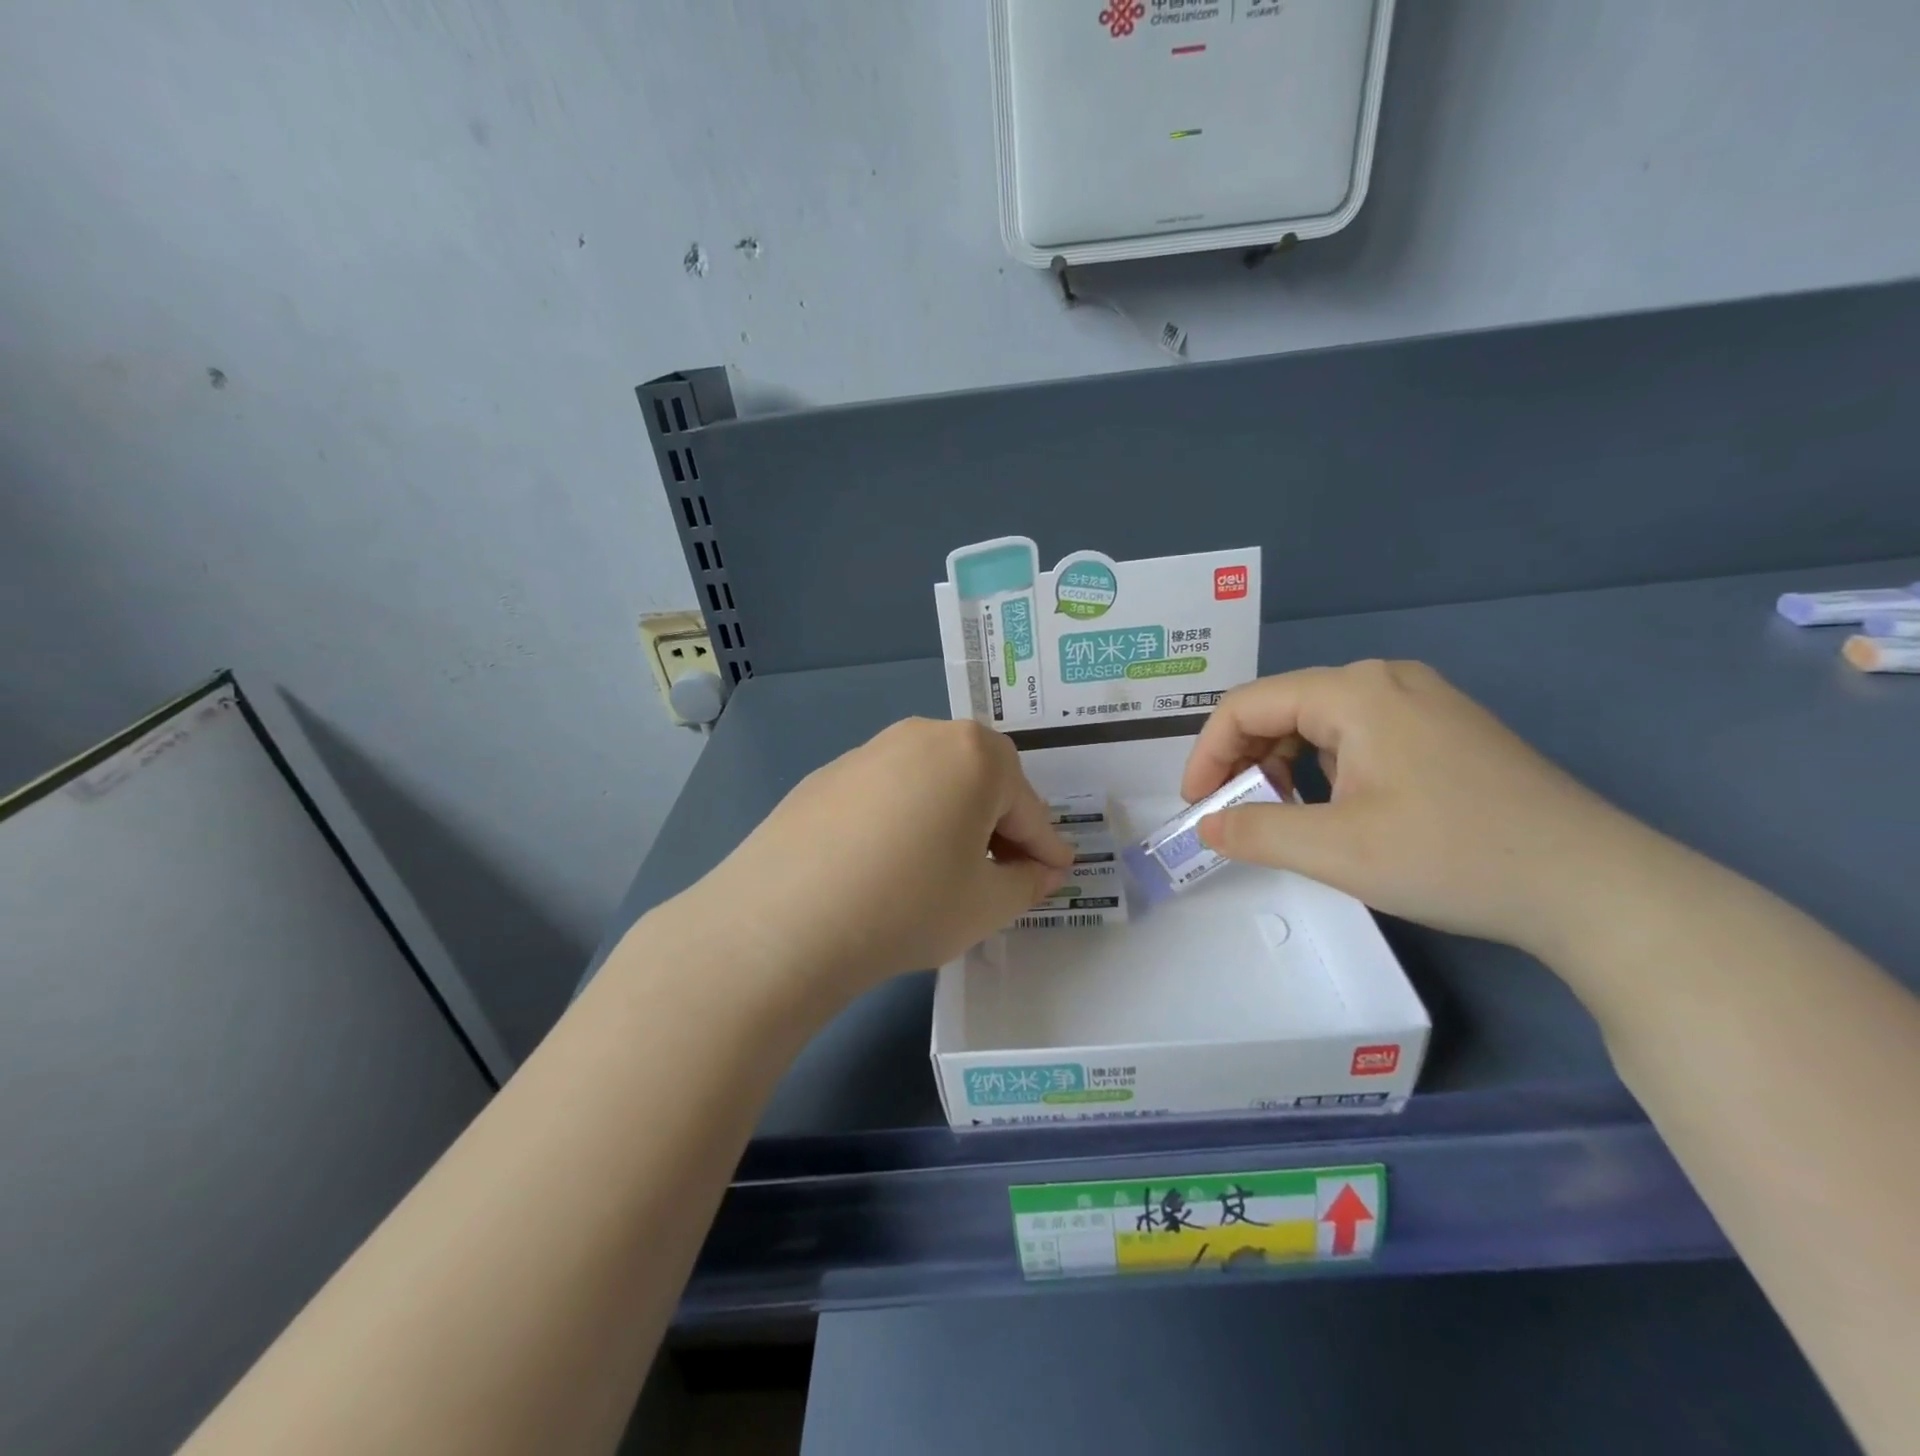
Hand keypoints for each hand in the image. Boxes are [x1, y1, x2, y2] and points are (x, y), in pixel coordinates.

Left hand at [692, 718, 1072, 1001]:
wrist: (784, 919)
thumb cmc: (908, 906)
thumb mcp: (987, 905)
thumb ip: (1028, 882)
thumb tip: (1042, 869)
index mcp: (975, 755)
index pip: (1028, 809)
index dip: (1047, 848)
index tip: (1057, 875)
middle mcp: (925, 735)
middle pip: (981, 782)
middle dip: (999, 827)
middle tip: (1000, 875)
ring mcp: (870, 750)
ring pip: (933, 783)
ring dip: (950, 819)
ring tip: (941, 871)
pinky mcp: (828, 774)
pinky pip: (888, 793)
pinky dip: (903, 820)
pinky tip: (885, 864)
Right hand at [1184, 660, 1642, 954]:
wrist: (1595, 887)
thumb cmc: (1453, 855)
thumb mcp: (1336, 849)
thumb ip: (1255, 830)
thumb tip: (1207, 825)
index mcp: (1354, 692)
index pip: (1247, 705)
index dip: (1208, 753)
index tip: (1197, 805)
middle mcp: (1385, 680)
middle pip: (1282, 708)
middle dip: (1245, 761)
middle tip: (1235, 814)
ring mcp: (1423, 702)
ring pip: (1320, 724)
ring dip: (1285, 767)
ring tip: (1285, 818)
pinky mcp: (1446, 731)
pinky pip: (1359, 737)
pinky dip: (1327, 769)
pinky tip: (1340, 810)